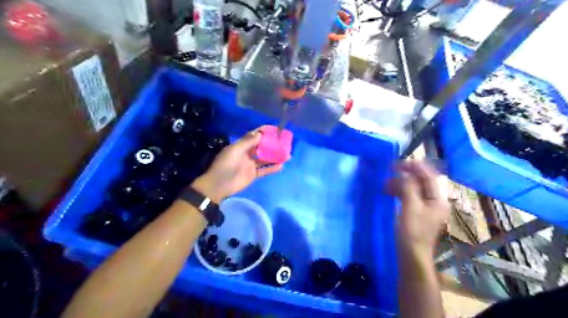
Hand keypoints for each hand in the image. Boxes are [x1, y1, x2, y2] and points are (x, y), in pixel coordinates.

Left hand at [192, 128, 282, 201]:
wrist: (219, 185)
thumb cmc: (226, 165)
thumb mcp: (235, 150)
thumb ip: (248, 142)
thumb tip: (260, 134)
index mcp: (241, 146)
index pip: (254, 136)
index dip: (263, 132)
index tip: (275, 129)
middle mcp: (247, 153)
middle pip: (262, 147)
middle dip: (272, 144)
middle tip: (284, 142)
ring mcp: (251, 164)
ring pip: (265, 158)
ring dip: (275, 156)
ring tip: (287, 154)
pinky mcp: (253, 174)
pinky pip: (265, 170)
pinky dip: (272, 168)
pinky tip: (281, 166)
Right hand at [389, 160, 450, 253]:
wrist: (411, 256)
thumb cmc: (412, 232)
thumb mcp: (410, 207)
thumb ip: (408, 187)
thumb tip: (403, 173)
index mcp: (438, 199)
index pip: (429, 175)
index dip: (414, 166)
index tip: (396, 164)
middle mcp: (435, 201)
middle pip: (422, 180)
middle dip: (405, 175)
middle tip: (389, 172)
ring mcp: (426, 207)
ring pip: (414, 187)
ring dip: (400, 183)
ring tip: (386, 185)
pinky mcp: (417, 212)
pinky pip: (409, 195)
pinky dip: (399, 191)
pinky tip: (389, 193)